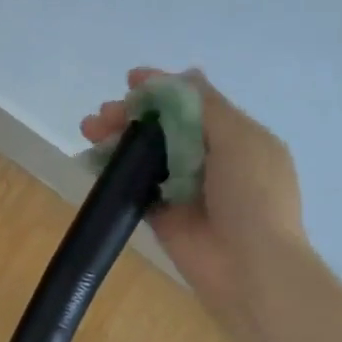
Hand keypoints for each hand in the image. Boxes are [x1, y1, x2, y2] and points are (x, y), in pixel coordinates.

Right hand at [80, 67, 306, 320]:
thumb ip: (206, 107)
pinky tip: (92, 162)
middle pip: (164, 128)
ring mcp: (184, 189)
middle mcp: (209, 159)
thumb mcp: (238, 139)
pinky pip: (135, 187)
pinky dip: (114, 173)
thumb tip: (185, 74)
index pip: (193, 104)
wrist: (250, 267)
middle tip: (101, 117)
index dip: (161, 89)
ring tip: (89, 134)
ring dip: (118, 140)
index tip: (130, 81)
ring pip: (145, 155)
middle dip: (132, 115)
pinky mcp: (162, 216)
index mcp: (235, 137)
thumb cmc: (252, 196)